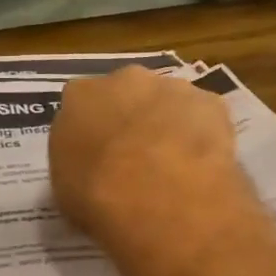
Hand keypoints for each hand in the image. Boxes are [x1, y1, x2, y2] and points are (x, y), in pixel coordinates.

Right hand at [49, 67, 249, 266]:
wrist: (162, 195)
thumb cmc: (99, 196)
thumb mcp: (65, 189)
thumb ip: (77, 164)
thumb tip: (91, 165)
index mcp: (81, 95)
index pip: (82, 105)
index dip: (92, 132)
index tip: (99, 158)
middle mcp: (125, 79)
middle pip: (128, 94)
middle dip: (132, 119)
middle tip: (138, 159)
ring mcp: (172, 86)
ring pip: (169, 102)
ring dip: (170, 125)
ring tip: (176, 167)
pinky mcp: (211, 101)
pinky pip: (204, 117)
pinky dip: (204, 136)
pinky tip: (204, 167)